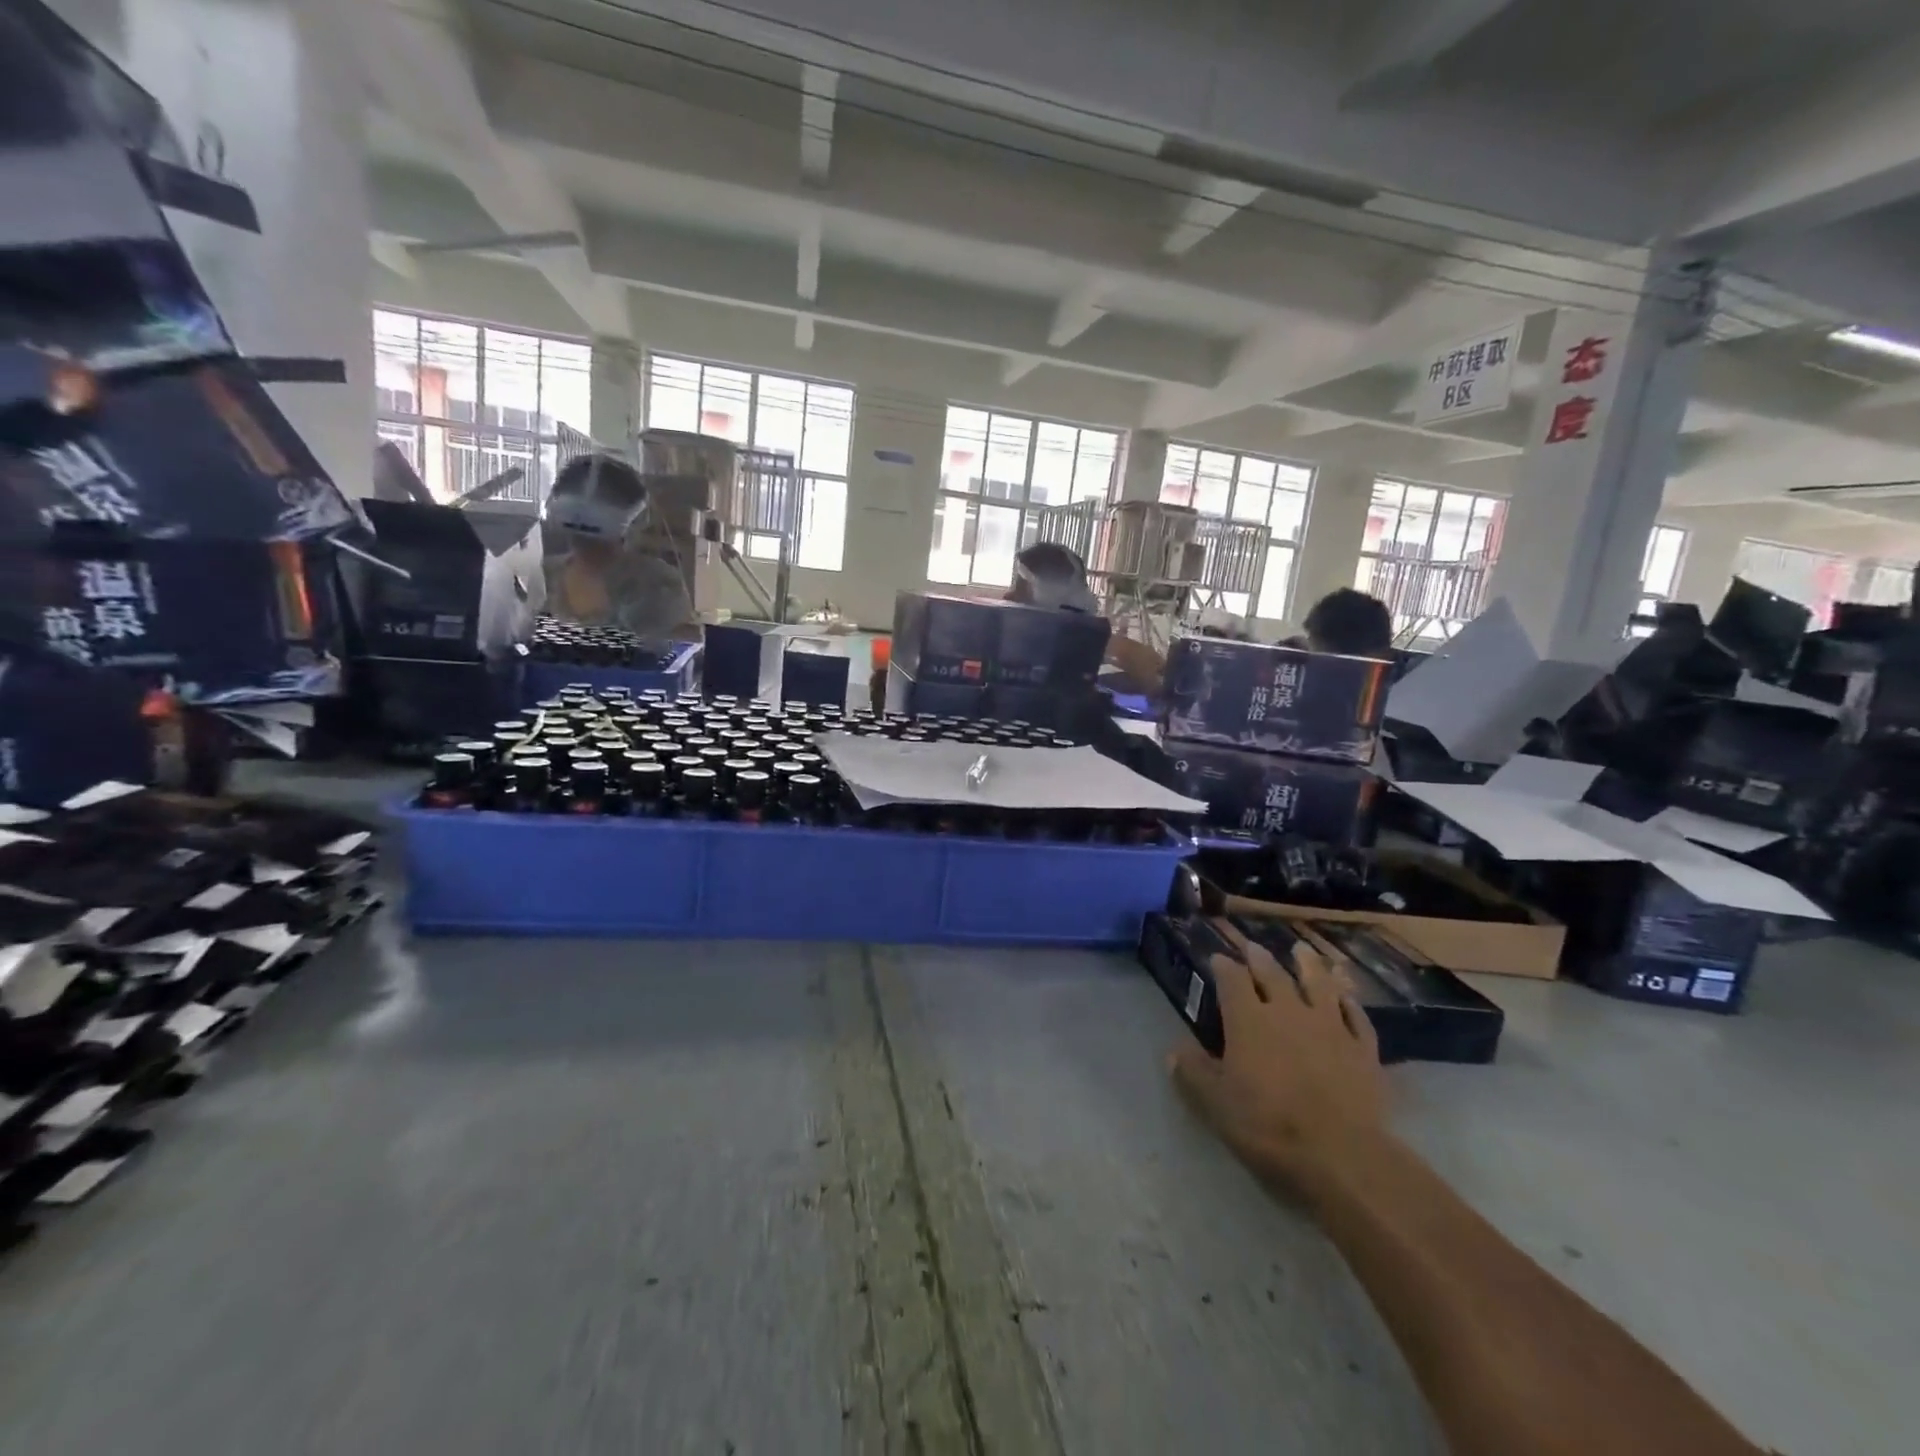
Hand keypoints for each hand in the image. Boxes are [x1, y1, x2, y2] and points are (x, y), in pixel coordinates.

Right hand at [1169, 919, 1388, 1195]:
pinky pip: (1356, 1017)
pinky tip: (1345, 997)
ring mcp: (1330, 1028)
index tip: (1217, 958)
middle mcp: (1288, 1012)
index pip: (1232, 980)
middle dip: (1260, 958)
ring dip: (1309, 965)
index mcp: (1248, 1021)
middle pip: (1273, 975)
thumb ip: (1193, 1073)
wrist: (1342, 1155)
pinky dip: (1349, 1002)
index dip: (1223, 966)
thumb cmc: (1268, 1126)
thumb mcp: (1216, 1104)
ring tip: (1302, 950)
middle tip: (1253, 946)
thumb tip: (1174, 1051)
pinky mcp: (1363, 1050)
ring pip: (1319, 985)